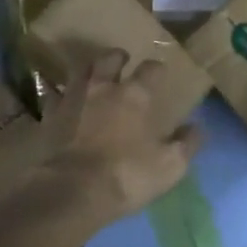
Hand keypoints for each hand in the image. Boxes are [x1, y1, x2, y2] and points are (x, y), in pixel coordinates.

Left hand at [30, 50, 202, 236]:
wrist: (72, 190)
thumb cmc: (126, 175)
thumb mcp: (169, 165)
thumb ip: (186, 144)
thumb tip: (197, 128)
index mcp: (134, 95)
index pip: (150, 69)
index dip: (156, 68)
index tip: (160, 71)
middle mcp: (102, 88)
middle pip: (108, 59)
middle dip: (116, 57)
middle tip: (121, 60)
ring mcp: (72, 99)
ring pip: (78, 71)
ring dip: (87, 70)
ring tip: (91, 75)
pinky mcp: (48, 117)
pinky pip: (52, 96)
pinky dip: (57, 95)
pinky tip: (59, 99)